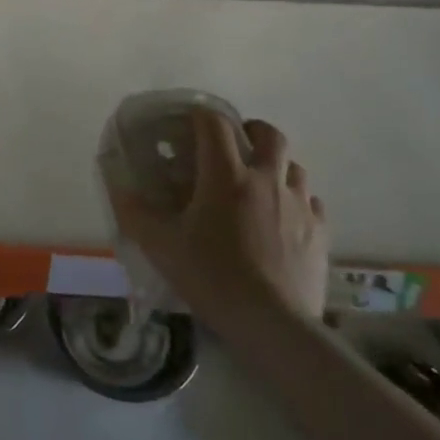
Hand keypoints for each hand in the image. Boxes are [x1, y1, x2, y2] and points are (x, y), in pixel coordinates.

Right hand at [111, 109, 327, 331]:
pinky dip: (296, 199)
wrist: (273, 324)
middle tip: (234, 143)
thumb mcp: (161, 246)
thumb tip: (119, 188)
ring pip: (294, 166)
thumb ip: (135, 213)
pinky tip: (283, 217)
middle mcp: (266, 180)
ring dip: (276, 165)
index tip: (188, 122)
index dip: (201, 115)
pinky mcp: (320, 232)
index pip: (215, 124)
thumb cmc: (212, 277)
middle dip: (251, 130)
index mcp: (226, 176)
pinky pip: (311, 201)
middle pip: (269, 135)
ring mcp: (299, 205)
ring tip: (259, 182)